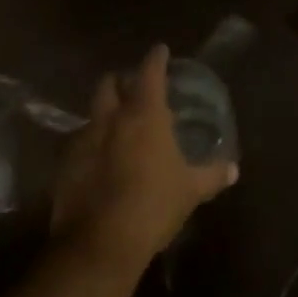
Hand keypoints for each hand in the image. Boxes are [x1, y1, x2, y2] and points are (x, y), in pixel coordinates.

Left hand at [53, 45, 237, 266]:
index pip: (150, 73)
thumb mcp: (191, 190)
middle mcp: (110, 120)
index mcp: (144, 116)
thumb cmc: (153, 205)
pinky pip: (80, 145)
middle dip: (120, 81)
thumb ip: (212, 175)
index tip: (160, 50)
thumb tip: (233, 169)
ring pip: (91, 115)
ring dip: (105, 114)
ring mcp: (82, 143)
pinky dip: (92, 144)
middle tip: (135, 87)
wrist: (98, 245)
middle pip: (109, 86)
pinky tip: (103, 160)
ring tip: (119, 125)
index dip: (156, 59)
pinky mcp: (64, 169)